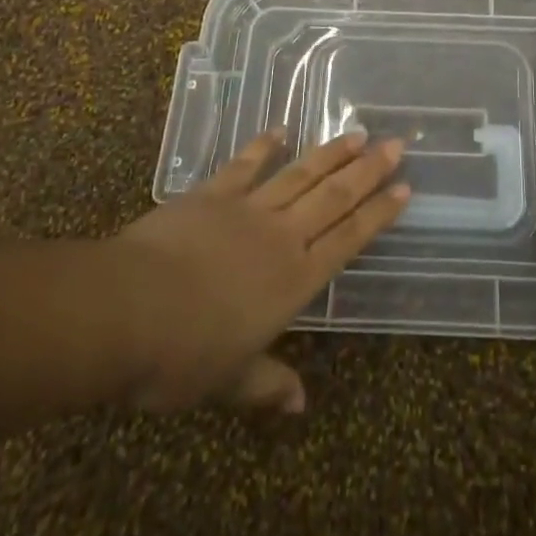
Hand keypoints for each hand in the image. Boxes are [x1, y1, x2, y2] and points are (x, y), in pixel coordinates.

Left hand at [107, 130, 408, 412]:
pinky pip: (245, 164)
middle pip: (333, 197)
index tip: (404, 187)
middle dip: (367, 171)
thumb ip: (267, 384)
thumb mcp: (229, 381)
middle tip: (394, 143)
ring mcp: (248, 208)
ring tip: (356, 134)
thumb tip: (299, 406)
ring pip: (300, 174)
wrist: (131, 308)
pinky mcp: (213, 193)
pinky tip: (280, 130)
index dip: (378, 214)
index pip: (348, 240)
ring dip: (330, 154)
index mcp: (294, 280)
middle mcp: (281, 236)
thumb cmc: (184, 355)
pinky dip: (264, 145)